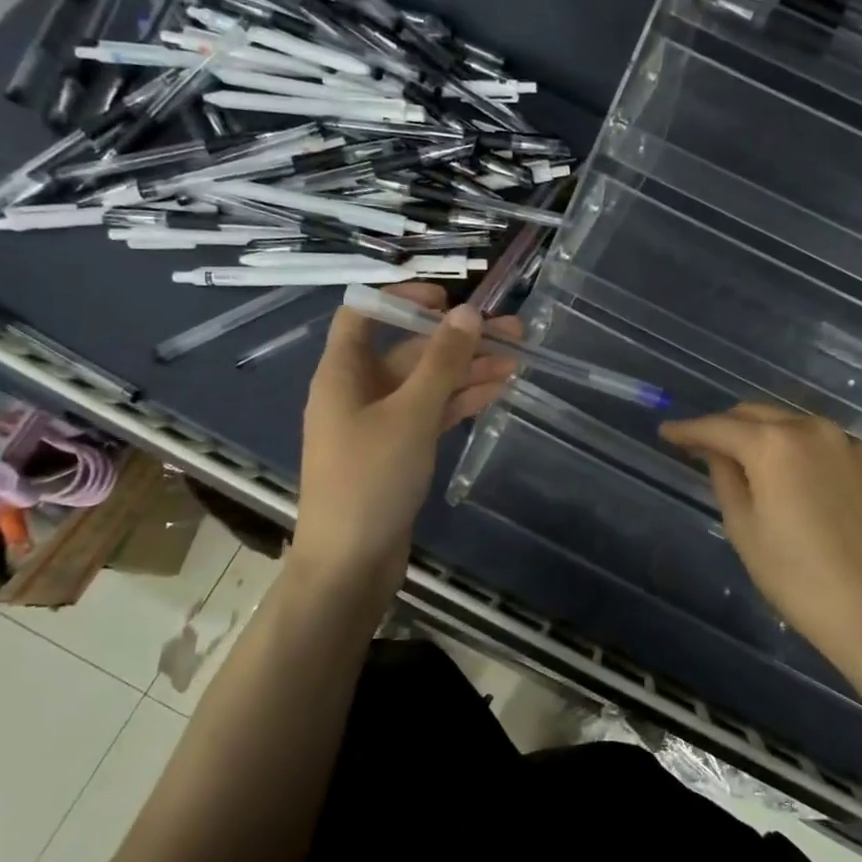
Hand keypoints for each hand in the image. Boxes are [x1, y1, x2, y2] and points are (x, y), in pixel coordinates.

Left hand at [296, 284, 520, 585]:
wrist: (350, 564)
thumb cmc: (371, 480)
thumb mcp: (410, 414)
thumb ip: (442, 362)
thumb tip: (467, 312)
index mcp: (343, 373)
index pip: (364, 314)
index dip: (403, 297)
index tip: (449, 299)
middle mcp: (358, 391)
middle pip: (409, 350)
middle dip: (458, 341)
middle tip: (513, 332)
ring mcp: (379, 423)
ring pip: (427, 384)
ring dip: (468, 372)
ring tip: (518, 361)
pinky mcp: (398, 451)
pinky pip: (431, 414)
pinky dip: (460, 402)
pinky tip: (498, 391)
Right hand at [660, 404, 861, 689]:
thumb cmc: (795, 576)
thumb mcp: (743, 527)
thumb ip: (724, 477)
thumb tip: (717, 452)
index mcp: (773, 443)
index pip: (718, 426)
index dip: (688, 429)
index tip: (667, 433)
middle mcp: (812, 429)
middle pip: (757, 415)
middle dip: (727, 426)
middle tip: (704, 447)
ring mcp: (848, 445)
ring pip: (794, 425)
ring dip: (766, 435)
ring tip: (750, 461)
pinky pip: (826, 446)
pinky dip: (802, 452)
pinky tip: (797, 479)